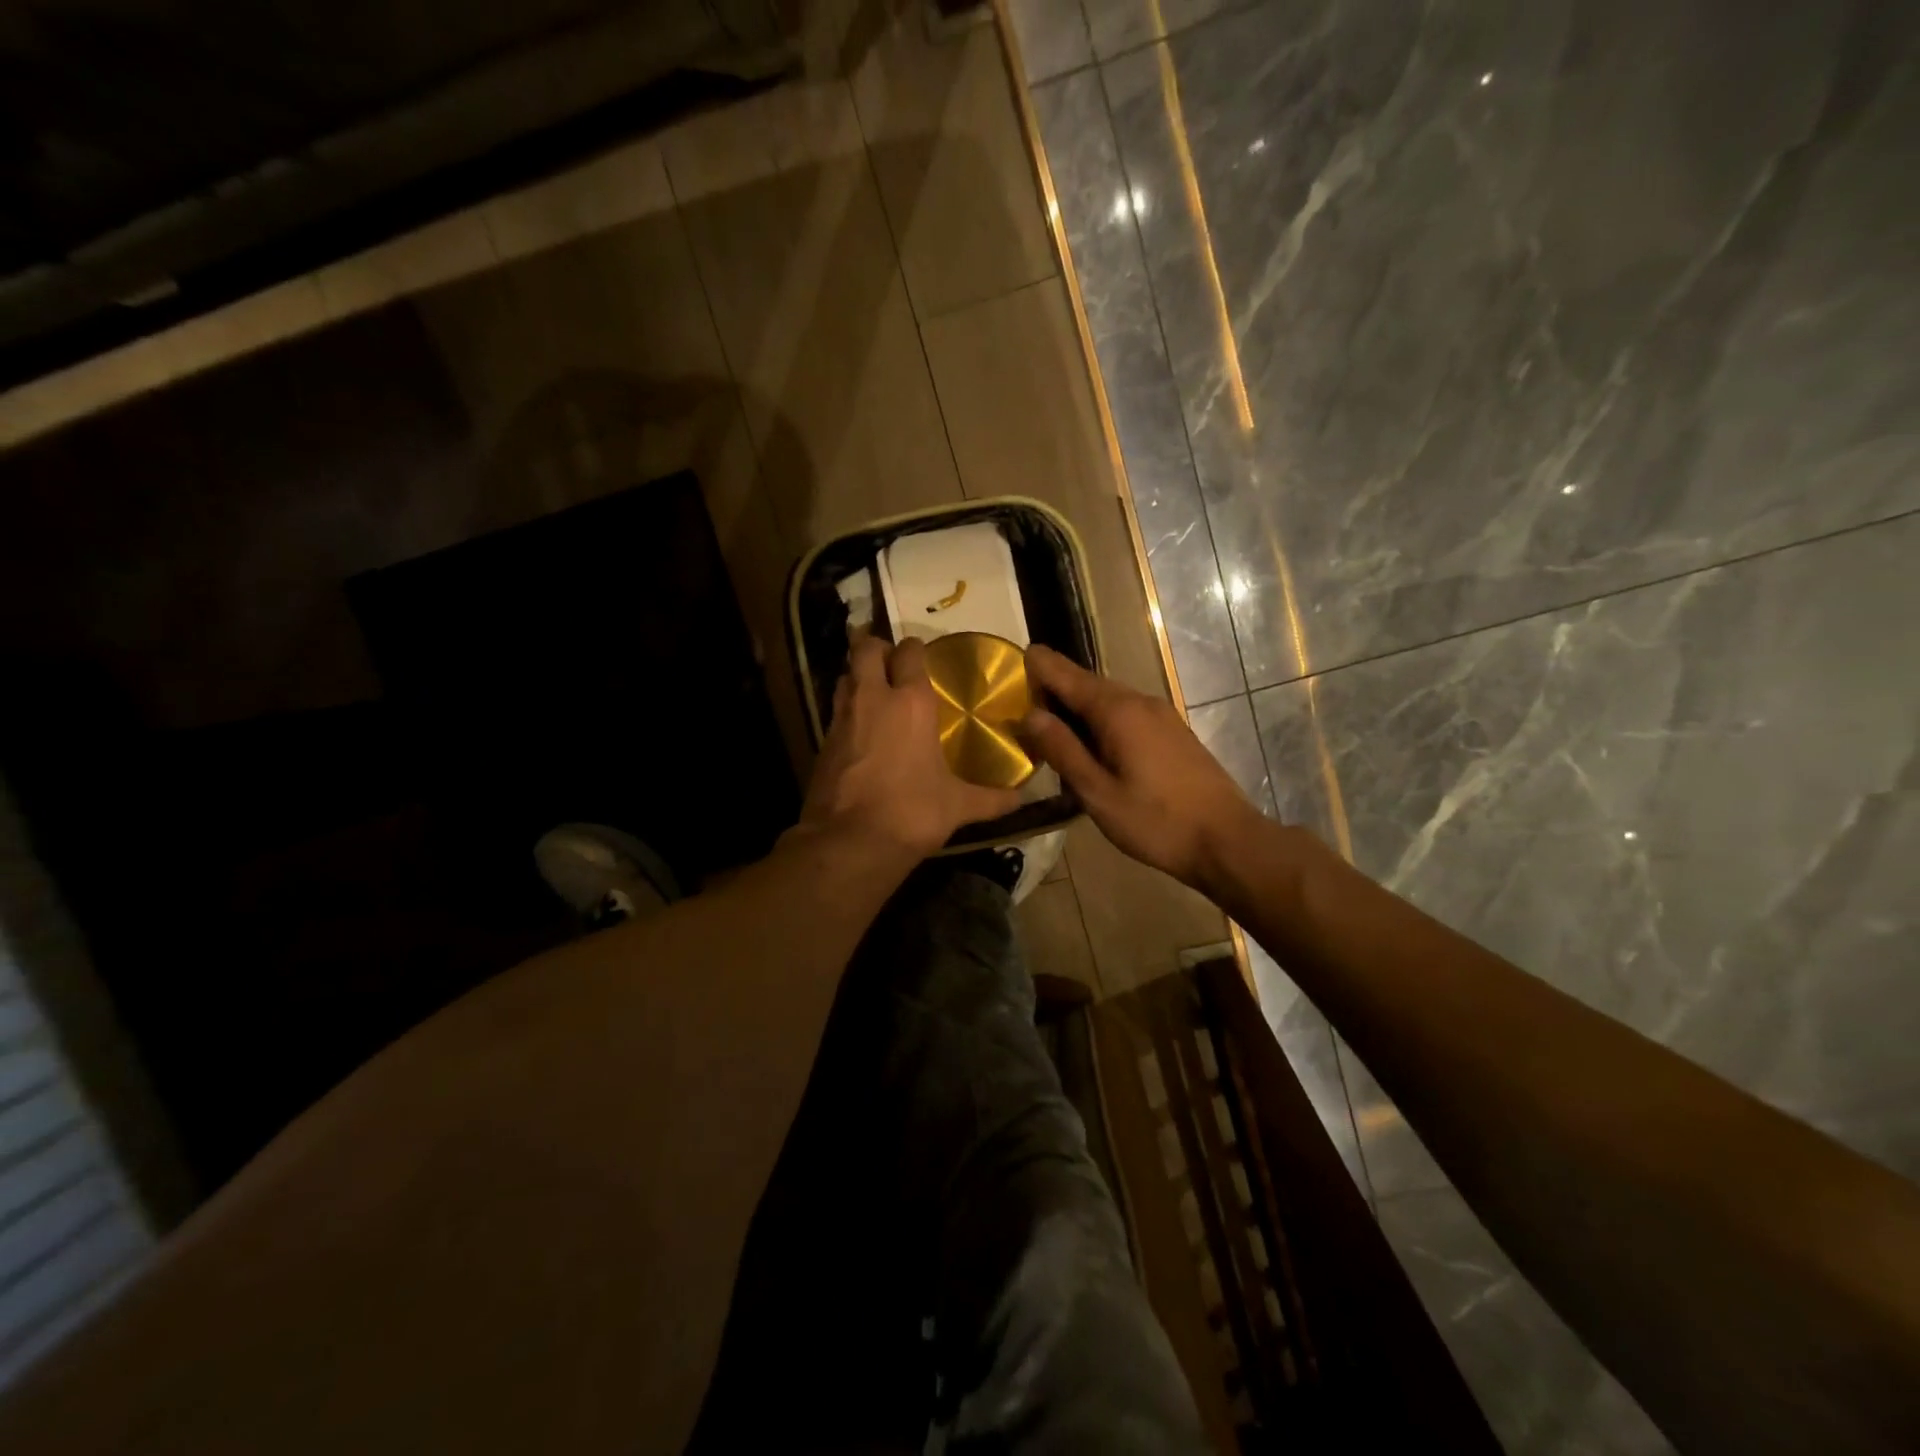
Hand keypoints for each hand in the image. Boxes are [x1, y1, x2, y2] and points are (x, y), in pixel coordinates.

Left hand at [800, 636, 1022, 861]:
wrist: (851, 842)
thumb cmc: (912, 813)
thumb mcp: (958, 806)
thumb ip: (991, 799)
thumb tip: (1022, 800)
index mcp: (911, 703)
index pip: (908, 654)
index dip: (914, 648)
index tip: (921, 653)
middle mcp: (872, 699)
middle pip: (865, 651)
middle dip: (875, 647)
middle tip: (890, 659)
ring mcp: (841, 719)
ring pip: (844, 677)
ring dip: (857, 676)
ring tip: (874, 689)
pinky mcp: (822, 743)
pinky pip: (835, 712)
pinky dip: (846, 711)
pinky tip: (860, 730)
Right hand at [1023, 644, 1266, 891]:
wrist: (1226, 840)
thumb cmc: (1156, 821)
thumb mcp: (1097, 793)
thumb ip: (1062, 750)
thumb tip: (1030, 714)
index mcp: (1117, 710)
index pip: (1066, 674)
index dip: (1038, 666)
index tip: (1014, 662)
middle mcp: (1139, 701)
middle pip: (1087, 684)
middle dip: (1055, 689)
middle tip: (1023, 705)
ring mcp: (1161, 715)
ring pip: (1108, 700)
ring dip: (1078, 708)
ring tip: (1051, 728)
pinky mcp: (1172, 731)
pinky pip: (1126, 714)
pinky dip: (1101, 720)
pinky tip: (1092, 746)